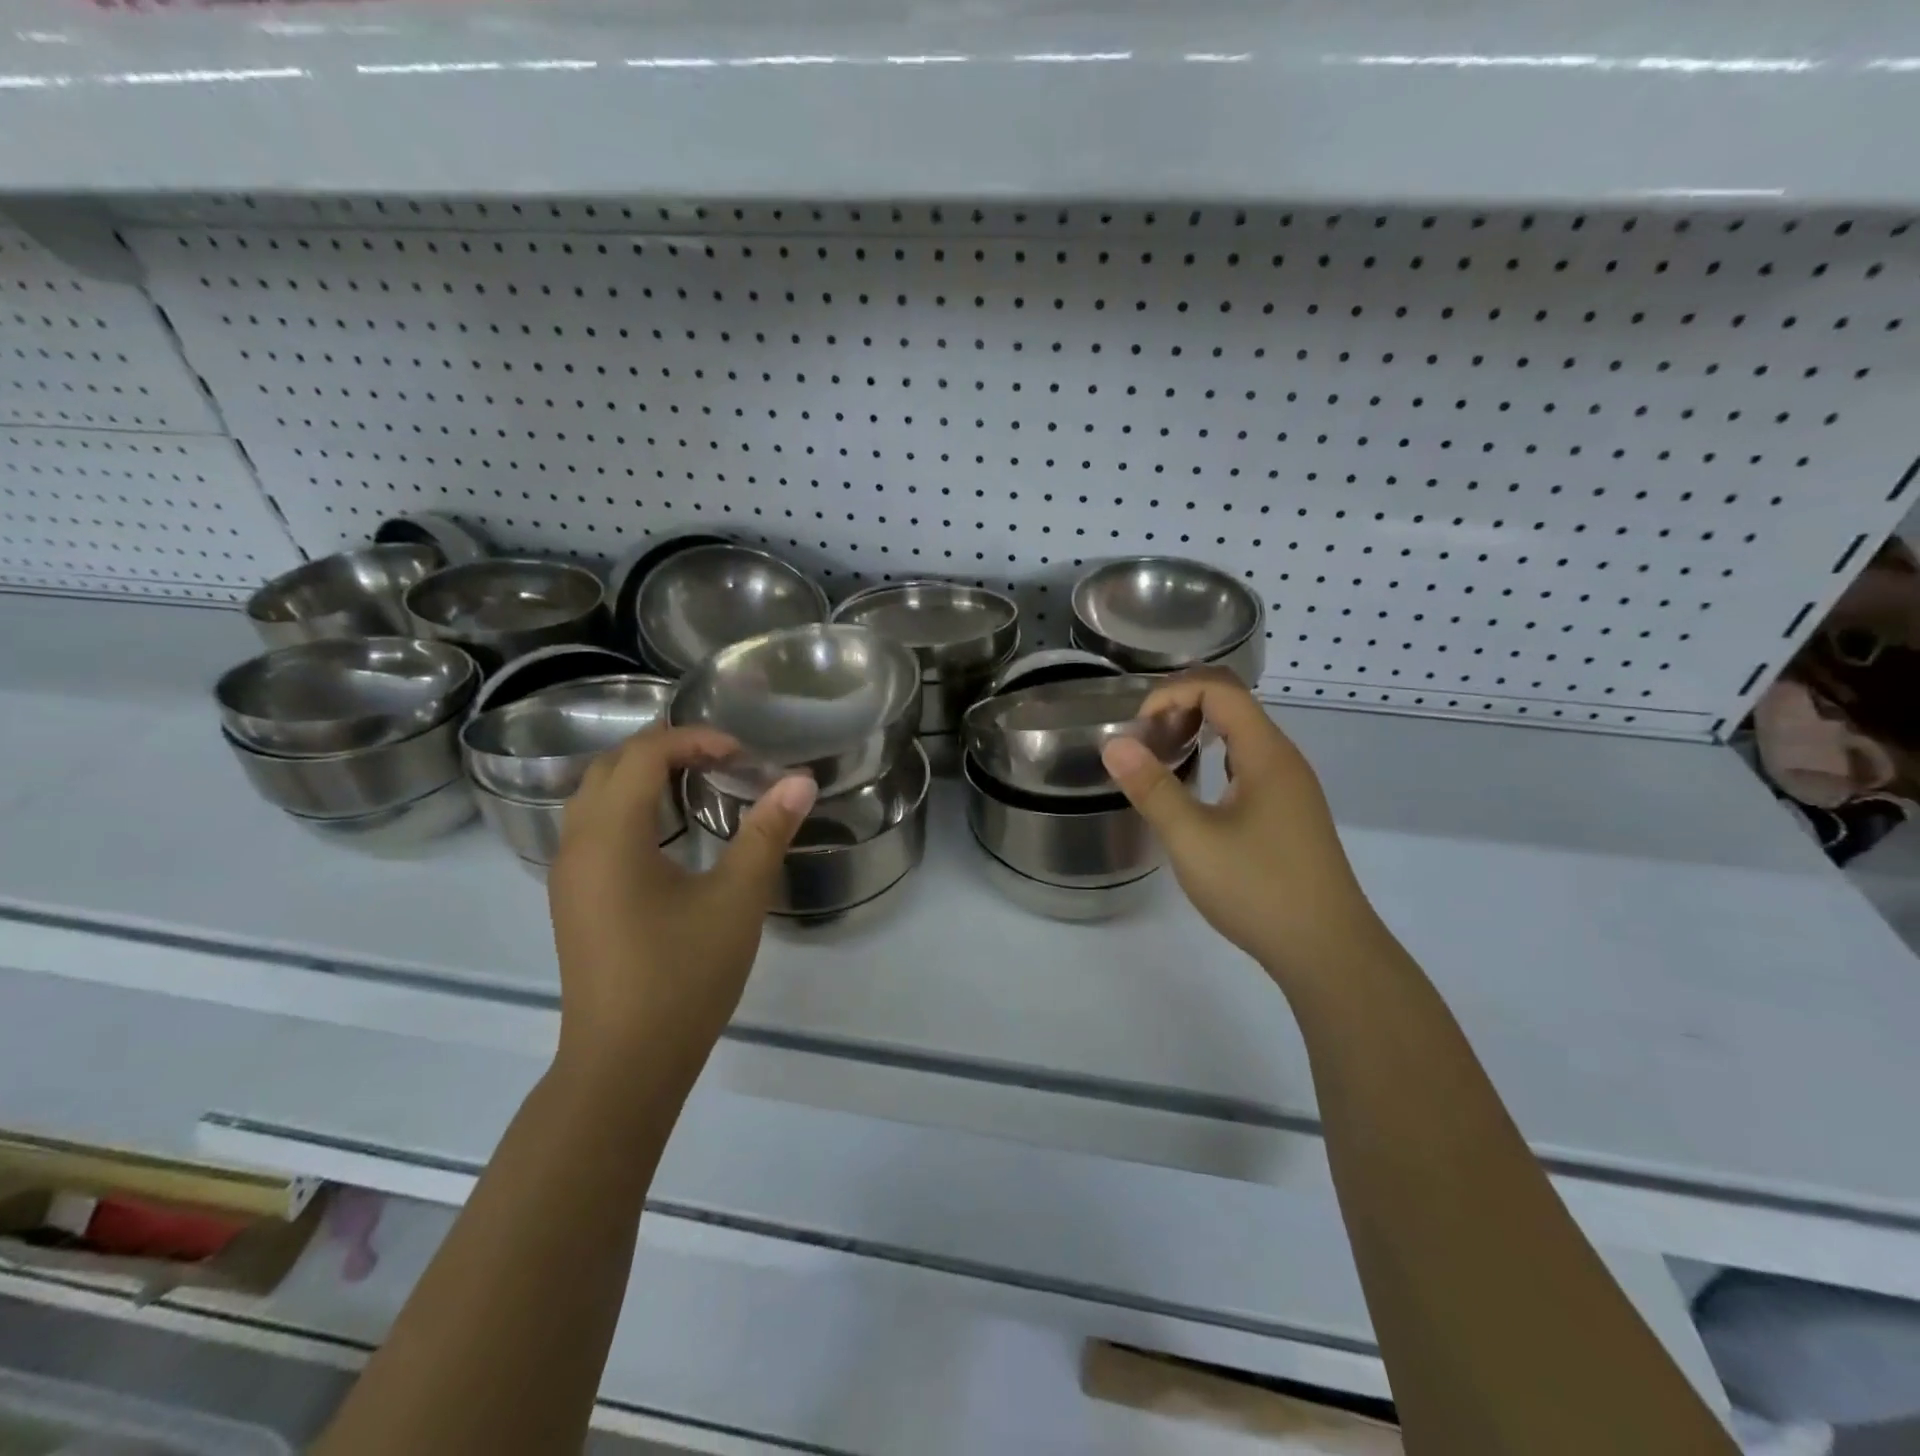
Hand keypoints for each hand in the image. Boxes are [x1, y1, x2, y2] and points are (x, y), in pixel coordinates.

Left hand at [546, 727, 815, 1087]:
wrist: (625, 1065)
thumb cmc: (682, 976)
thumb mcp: (736, 900)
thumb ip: (767, 833)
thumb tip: (800, 781)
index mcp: (610, 837)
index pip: (644, 756)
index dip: (693, 740)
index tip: (742, 753)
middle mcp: (577, 845)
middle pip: (611, 767)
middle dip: (665, 748)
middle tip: (721, 757)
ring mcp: (568, 876)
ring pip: (595, 797)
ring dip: (642, 776)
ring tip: (697, 780)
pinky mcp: (574, 901)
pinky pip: (593, 828)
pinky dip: (630, 807)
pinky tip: (668, 832)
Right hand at [1100, 669, 1386, 985]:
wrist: (1327, 951)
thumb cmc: (1258, 888)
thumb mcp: (1192, 839)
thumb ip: (1152, 788)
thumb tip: (1114, 744)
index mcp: (1266, 753)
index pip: (1219, 689)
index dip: (1172, 693)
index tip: (1137, 730)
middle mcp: (1283, 760)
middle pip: (1232, 704)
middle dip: (1181, 708)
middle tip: (1144, 742)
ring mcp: (1290, 788)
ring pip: (1241, 736)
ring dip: (1198, 733)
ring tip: (1161, 759)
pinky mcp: (1288, 813)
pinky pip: (1248, 764)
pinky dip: (1214, 760)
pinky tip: (1194, 792)